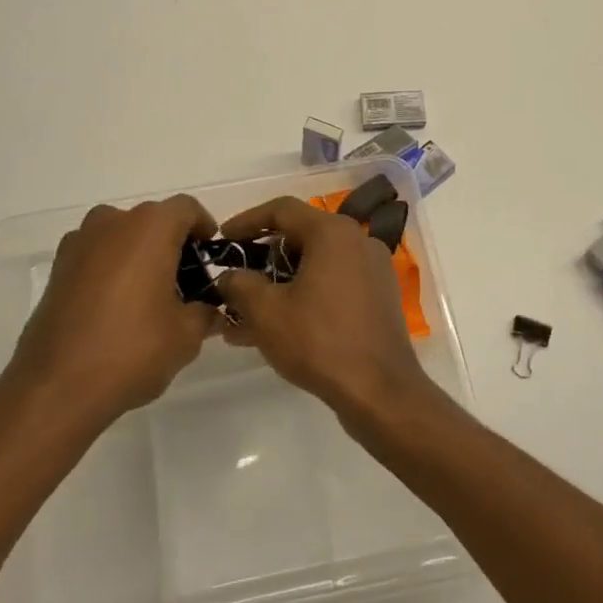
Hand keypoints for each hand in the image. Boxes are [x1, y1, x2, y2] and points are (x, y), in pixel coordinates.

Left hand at [7, 196, 219, 428]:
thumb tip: (210, 310)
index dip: (203, 227)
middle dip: (171, 244)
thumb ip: (204, 313)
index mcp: (149, 228)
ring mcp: (79, 243)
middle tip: (184, 282)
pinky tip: (116, 307)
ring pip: (121, 235)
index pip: (186, 209)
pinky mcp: (57, 269)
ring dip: (139, 254)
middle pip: (152, 220)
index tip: (209, 256)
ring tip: (149, 295)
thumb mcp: (185, 336)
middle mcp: (112, 223)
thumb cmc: (131, 350)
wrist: (55, 387)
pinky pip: (96, 255)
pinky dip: (111, 268)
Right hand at [215, 196, 437, 426]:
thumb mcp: (266, 311)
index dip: (246, 221)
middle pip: (300, 237)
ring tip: (245, 318)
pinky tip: (278, 329)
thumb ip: (239, 284)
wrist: (380, 392)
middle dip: (262, 261)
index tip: (222, 239)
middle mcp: (357, 240)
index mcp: (333, 232)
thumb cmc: (319, 341)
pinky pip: (333, 285)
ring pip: (315, 266)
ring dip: (280, 286)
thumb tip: (229, 276)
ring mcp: (372, 269)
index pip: (282, 210)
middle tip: (234, 281)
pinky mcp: (379, 297)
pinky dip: (304, 297)